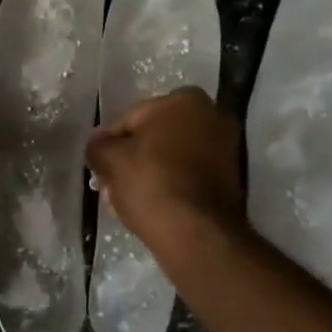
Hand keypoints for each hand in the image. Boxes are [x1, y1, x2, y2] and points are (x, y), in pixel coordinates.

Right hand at [85, 87, 243, 254]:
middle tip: (114, 183)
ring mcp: (228, 146)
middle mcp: (213, 114)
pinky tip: (156, 205)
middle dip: (135, 157)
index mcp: (184, 99)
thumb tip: (98, 144)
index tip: (101, 167)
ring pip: (174, 156)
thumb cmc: (151, 183)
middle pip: (156, 136)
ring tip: (131, 198)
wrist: (197, 233)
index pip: (132, 118)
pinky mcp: (233, 177)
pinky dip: (174, 184)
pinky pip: (191, 174)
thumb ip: (98, 145)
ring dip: (153, 171)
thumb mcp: (110, 160)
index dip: (111, 143)